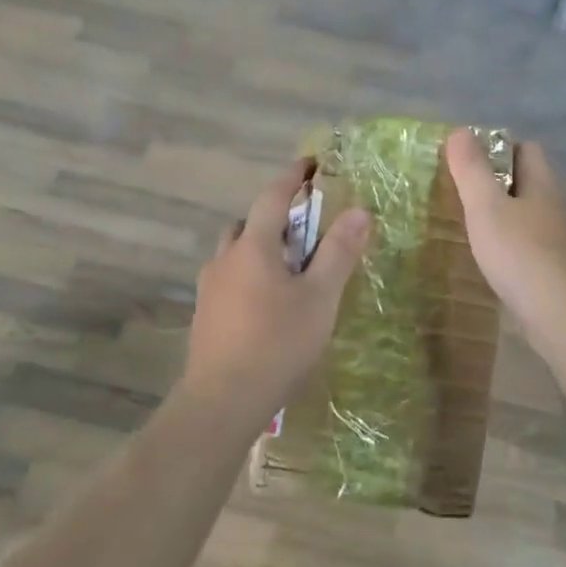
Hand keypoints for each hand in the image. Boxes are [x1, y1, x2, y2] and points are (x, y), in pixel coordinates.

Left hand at [184, 158, 370, 408]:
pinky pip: (230, 279)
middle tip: (307, 228)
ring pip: (235, 252)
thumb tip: (360, 210)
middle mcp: (224, 259)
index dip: (293, 177)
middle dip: (275, 217)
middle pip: (248, 223)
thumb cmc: (277, 344)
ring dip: (260, 248)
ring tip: (290, 269)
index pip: (272, 197)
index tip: (312, 164)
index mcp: (252, 247)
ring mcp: (210, 288)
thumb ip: (339, 253)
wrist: (222, 401)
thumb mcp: (320, 298)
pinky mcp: (205, 315)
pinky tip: (269, 303)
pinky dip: (250, 274)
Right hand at [444, 130, 565, 342]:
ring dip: (506, 217)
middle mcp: (559, 205)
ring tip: (474, 229)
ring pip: (532, 215)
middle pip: (529, 181)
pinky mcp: (561, 269)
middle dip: (498, 184)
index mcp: (544, 183)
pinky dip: (514, 246)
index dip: (497, 148)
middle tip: (463, 196)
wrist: (561, 313)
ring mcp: (564, 239)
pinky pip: (534, 245)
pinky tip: (495, 261)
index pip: (526, 149)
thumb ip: (472, 170)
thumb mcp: (486, 207)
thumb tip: (460, 131)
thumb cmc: (520, 253)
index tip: (466, 163)